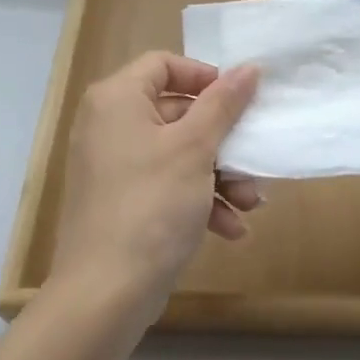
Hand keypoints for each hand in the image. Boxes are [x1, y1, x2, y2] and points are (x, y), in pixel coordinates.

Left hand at [52, 52, 261, 324]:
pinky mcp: (122, 202)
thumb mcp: (195, 148)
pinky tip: (229, 229)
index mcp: (118, 99)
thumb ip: (224, 104)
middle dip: (223, 140)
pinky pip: (166, 184)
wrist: (105, 294)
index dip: (204, 77)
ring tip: (250, 202)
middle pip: (177, 112)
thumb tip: (249, 67)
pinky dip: (198, 199)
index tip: (238, 99)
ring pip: (178, 153)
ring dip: (219, 174)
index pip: (164, 64)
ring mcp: (114, 166)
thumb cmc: (152, 205)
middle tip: (253, 158)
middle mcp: (109, 125)